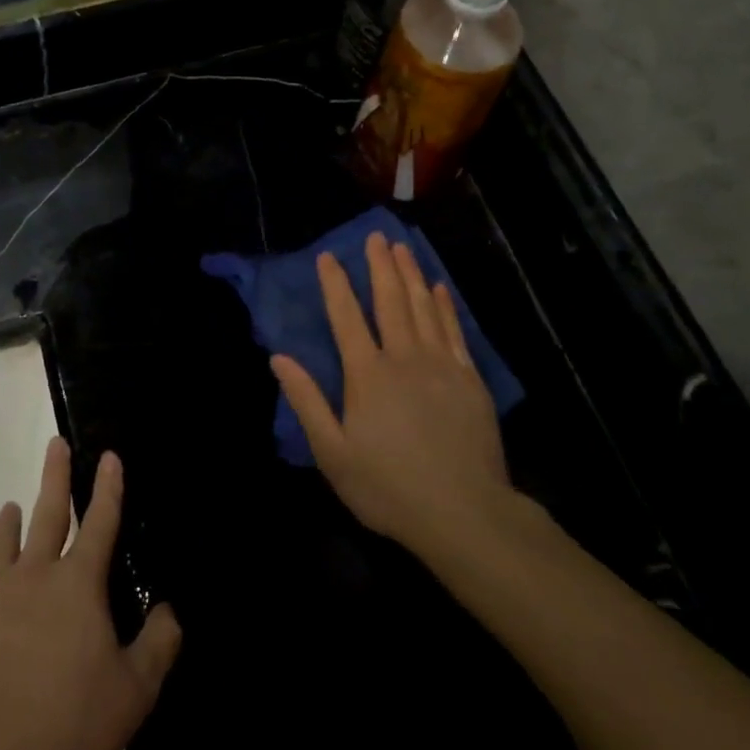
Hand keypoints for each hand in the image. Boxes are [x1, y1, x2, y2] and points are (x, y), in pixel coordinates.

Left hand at [0, 438, 181, 749]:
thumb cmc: (70, 724)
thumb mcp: (134, 692)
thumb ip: (158, 645)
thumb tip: (168, 610)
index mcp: (78, 585)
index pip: (101, 522)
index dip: (108, 487)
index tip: (108, 455)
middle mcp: (34, 576)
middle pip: (48, 513)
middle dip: (56, 475)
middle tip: (55, 444)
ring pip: (3, 545)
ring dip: (11, 522)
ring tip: (11, 506)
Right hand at [272, 234, 516, 560]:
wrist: (465, 513)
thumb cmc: (389, 487)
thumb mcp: (333, 453)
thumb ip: (307, 401)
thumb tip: (279, 358)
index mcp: (367, 375)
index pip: (346, 317)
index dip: (335, 285)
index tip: (327, 256)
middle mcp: (404, 358)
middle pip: (390, 301)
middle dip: (380, 266)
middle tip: (376, 236)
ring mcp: (442, 366)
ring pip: (424, 308)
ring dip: (412, 276)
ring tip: (404, 249)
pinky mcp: (470, 380)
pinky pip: (455, 331)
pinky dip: (445, 306)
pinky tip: (440, 290)